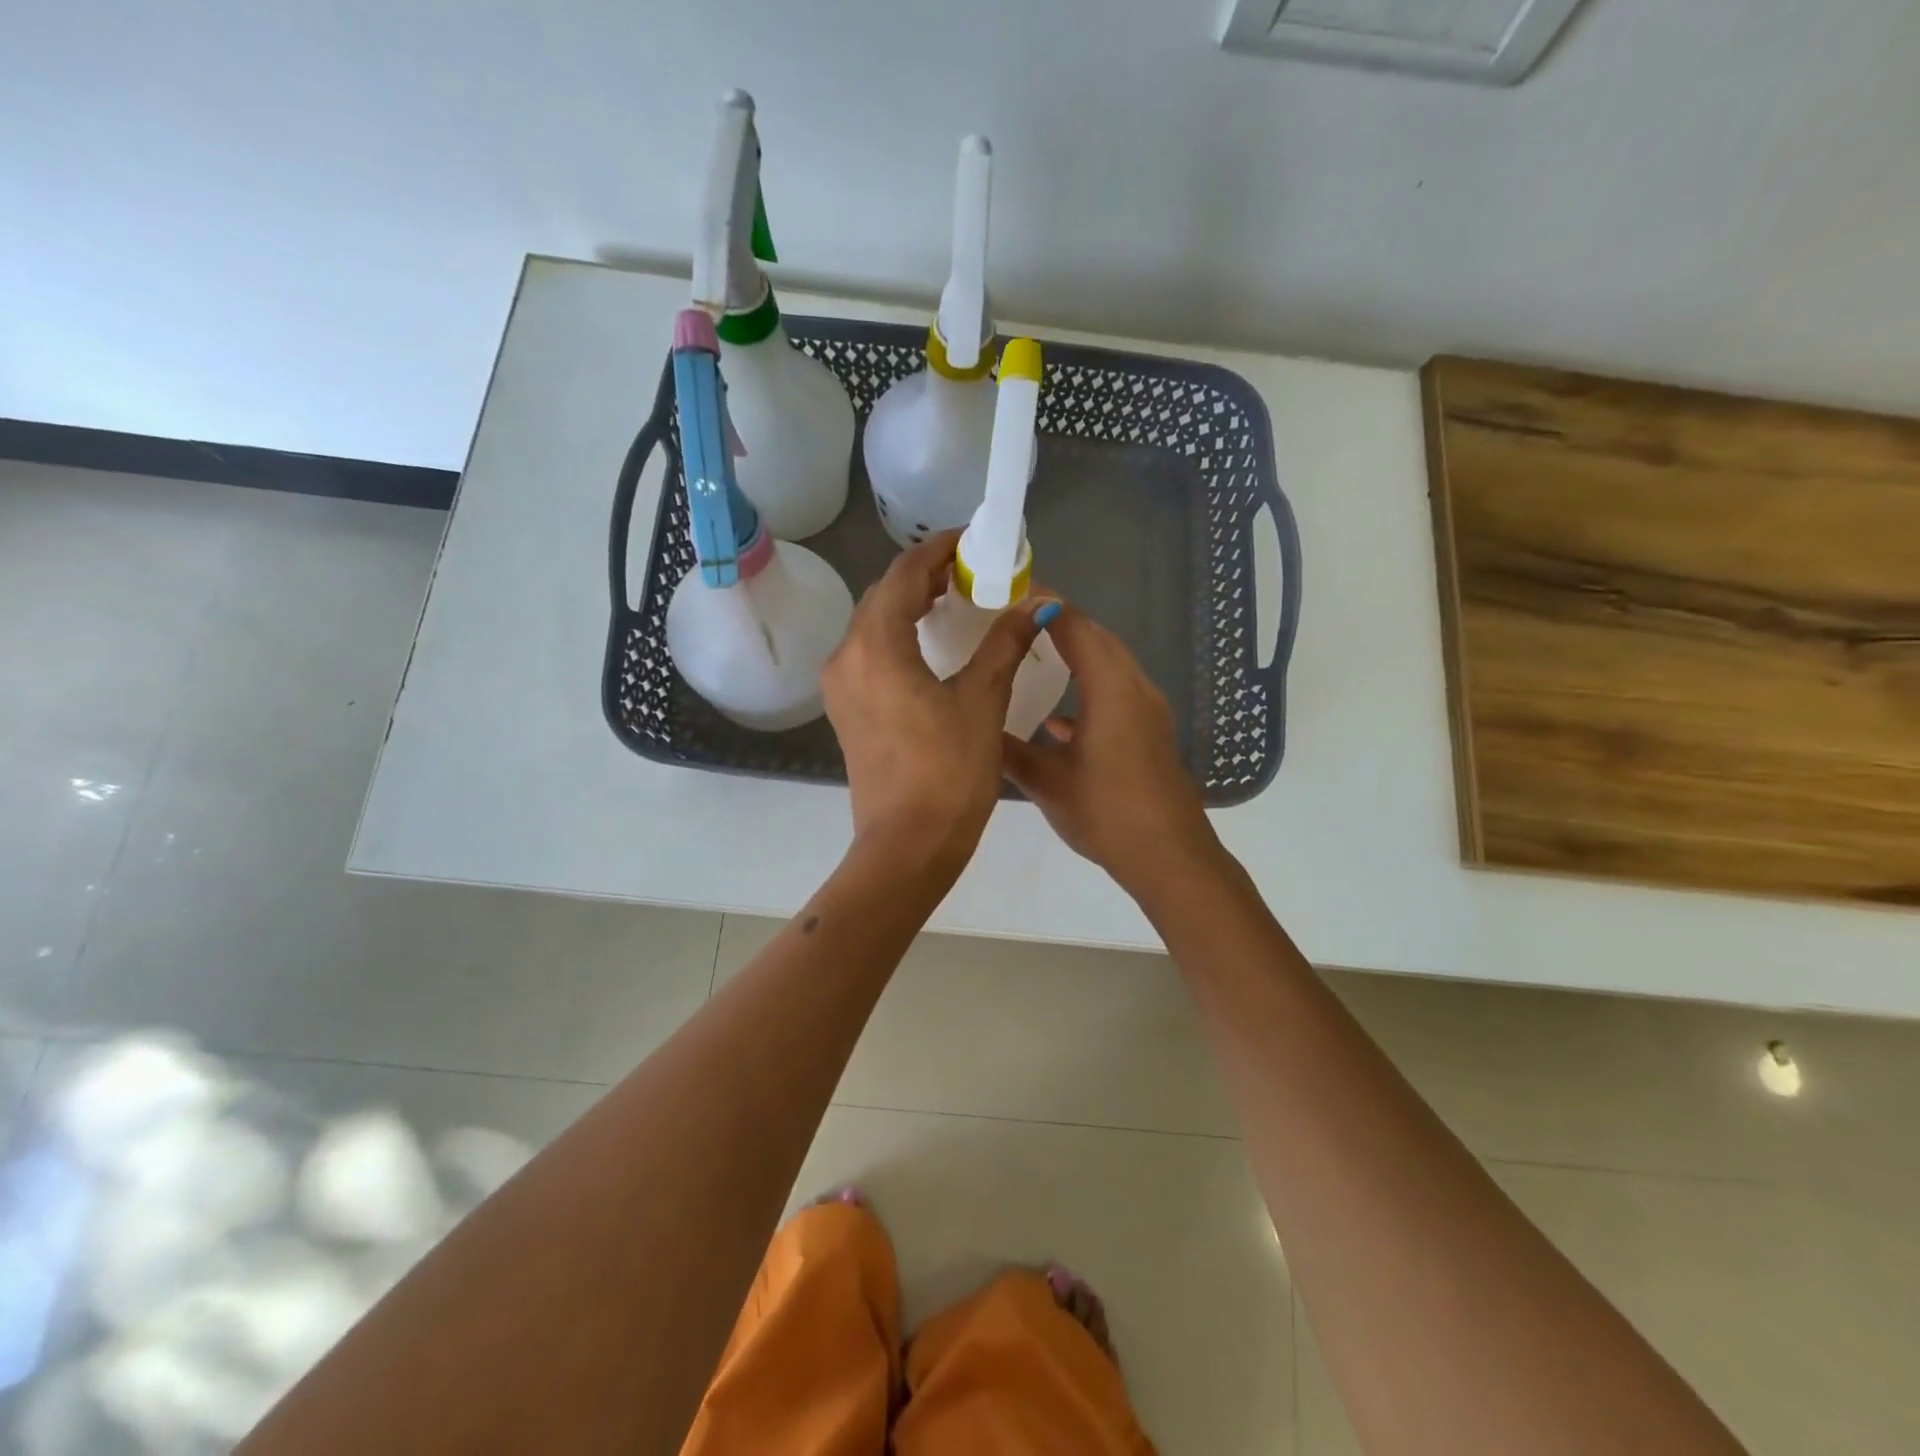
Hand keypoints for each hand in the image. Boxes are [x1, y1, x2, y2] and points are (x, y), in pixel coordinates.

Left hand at [822, 530, 1049, 876]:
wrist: (907, 845)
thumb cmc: (948, 772)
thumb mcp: (983, 701)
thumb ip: (1005, 644)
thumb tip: (1037, 605)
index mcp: (876, 646)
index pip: (903, 575)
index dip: (937, 550)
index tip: (970, 540)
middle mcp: (846, 657)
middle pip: (883, 596)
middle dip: (922, 576)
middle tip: (968, 570)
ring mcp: (840, 686)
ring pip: (872, 625)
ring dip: (908, 605)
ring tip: (952, 599)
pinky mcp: (846, 710)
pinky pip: (869, 654)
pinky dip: (898, 636)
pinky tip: (929, 643)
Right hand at [1001, 603, 1222, 901]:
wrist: (1168, 855)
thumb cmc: (1106, 812)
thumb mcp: (1047, 782)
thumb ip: (1010, 750)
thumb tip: (977, 728)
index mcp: (1110, 688)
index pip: (1075, 627)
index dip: (1045, 606)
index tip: (1012, 594)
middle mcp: (1134, 687)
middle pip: (1097, 639)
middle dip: (1059, 625)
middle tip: (1016, 622)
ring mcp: (1148, 710)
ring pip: (1110, 666)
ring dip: (1076, 656)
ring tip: (1033, 658)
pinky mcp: (1151, 732)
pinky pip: (1117, 693)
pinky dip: (1089, 690)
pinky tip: (1058, 720)